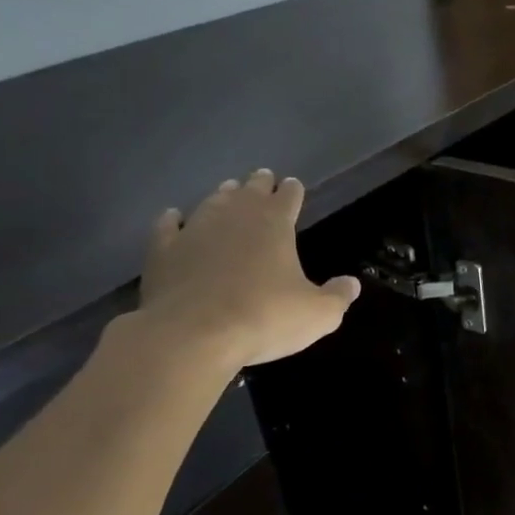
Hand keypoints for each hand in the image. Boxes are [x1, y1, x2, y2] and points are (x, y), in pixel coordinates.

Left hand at [138, 170, 359, 369]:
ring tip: (228, 192)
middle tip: (263, 178)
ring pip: (212, 202)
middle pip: (250, 190)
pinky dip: (174, 220)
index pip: (288, 195)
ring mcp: (195, 230)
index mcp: (275, 223)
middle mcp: (235, 216)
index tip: (293, 185)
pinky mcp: (163, 251)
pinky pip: (168, 226)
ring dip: (223, 196)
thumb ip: (338, 296)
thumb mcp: (317, 314)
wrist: (191, 336)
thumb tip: (352, 284)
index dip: (293, 190)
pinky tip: (175, 218)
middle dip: (259, 184)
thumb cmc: (263, 318)